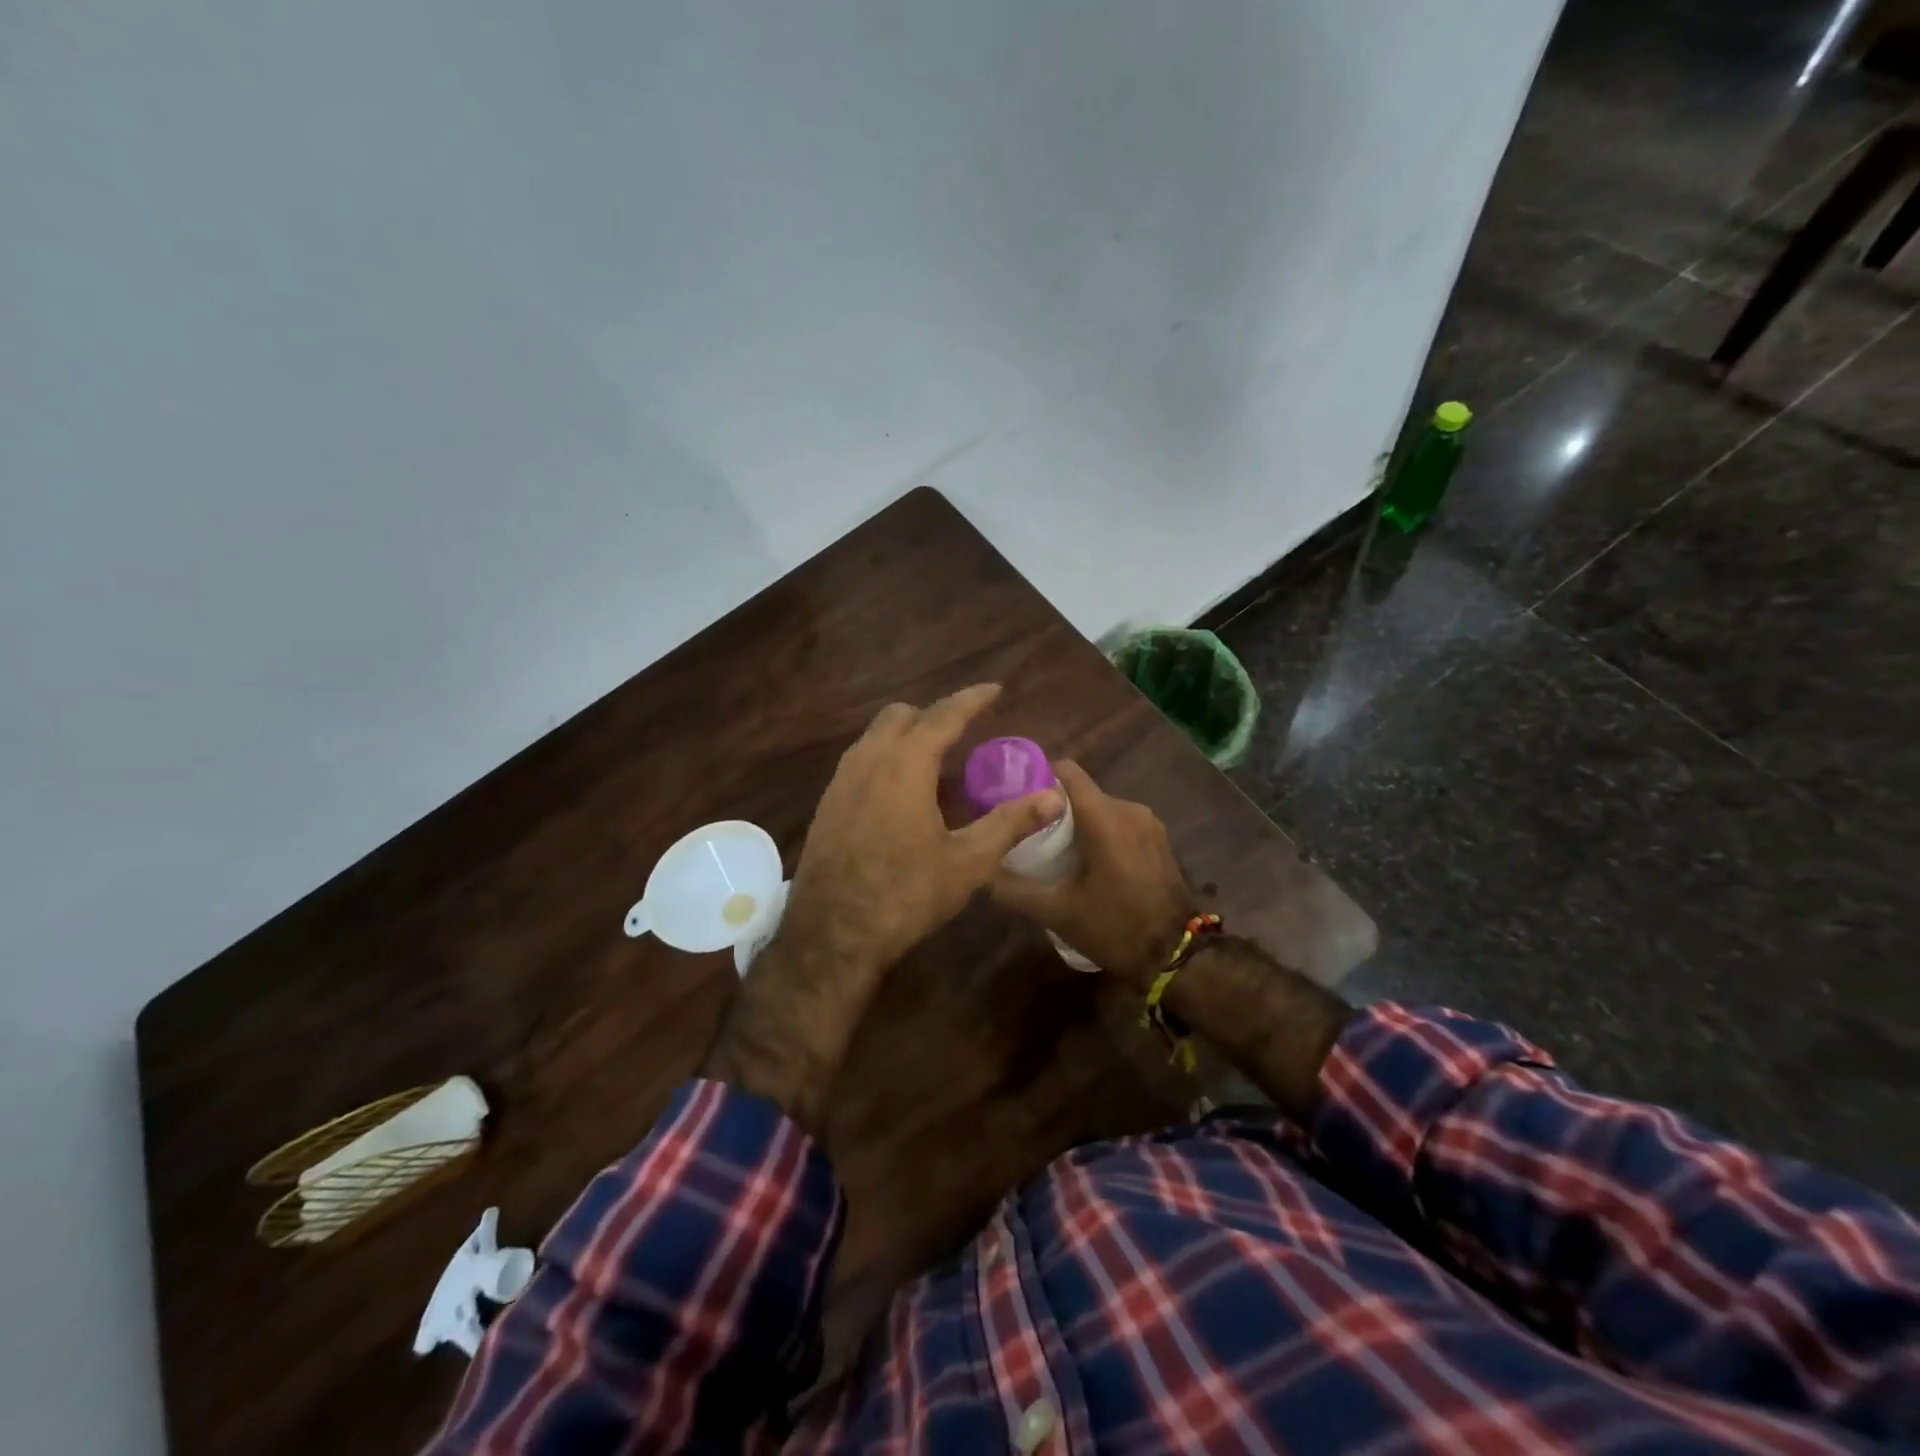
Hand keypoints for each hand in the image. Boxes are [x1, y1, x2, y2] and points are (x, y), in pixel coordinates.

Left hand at [701, 684, 1060, 1131]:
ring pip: (875, 738)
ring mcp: (840, 782)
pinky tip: (901, 797)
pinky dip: (885, 760)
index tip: (994, 689)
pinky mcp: (827, 805)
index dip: (971, 700)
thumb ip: (1010, 823)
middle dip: (934, 715)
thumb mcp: (967, 862)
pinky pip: (859, 763)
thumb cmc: (905, 895)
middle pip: (901, 716)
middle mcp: (868, 761)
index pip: (943, 716)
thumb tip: (1054, 797)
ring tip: (936, 764)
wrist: (832, 934)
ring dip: (906, 737)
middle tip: (964, 732)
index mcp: (905, 765)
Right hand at [990, 761, 1194, 985]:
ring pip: (1102, 810)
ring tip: (1058, 854)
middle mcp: (1129, 809)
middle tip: (1031, 836)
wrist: (1177, 956)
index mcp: (1104, 817)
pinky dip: (1102, 835)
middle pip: (1082, 793)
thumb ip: (1016, 890)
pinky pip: (1121, 824)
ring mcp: (1149, 823)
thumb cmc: (1115, 927)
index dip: (1038, 778)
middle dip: (1055, 810)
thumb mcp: (1057, 913)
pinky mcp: (1160, 840)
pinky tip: (1091, 865)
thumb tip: (985, 874)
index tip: (1018, 799)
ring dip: (1080, 825)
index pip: (1066, 771)